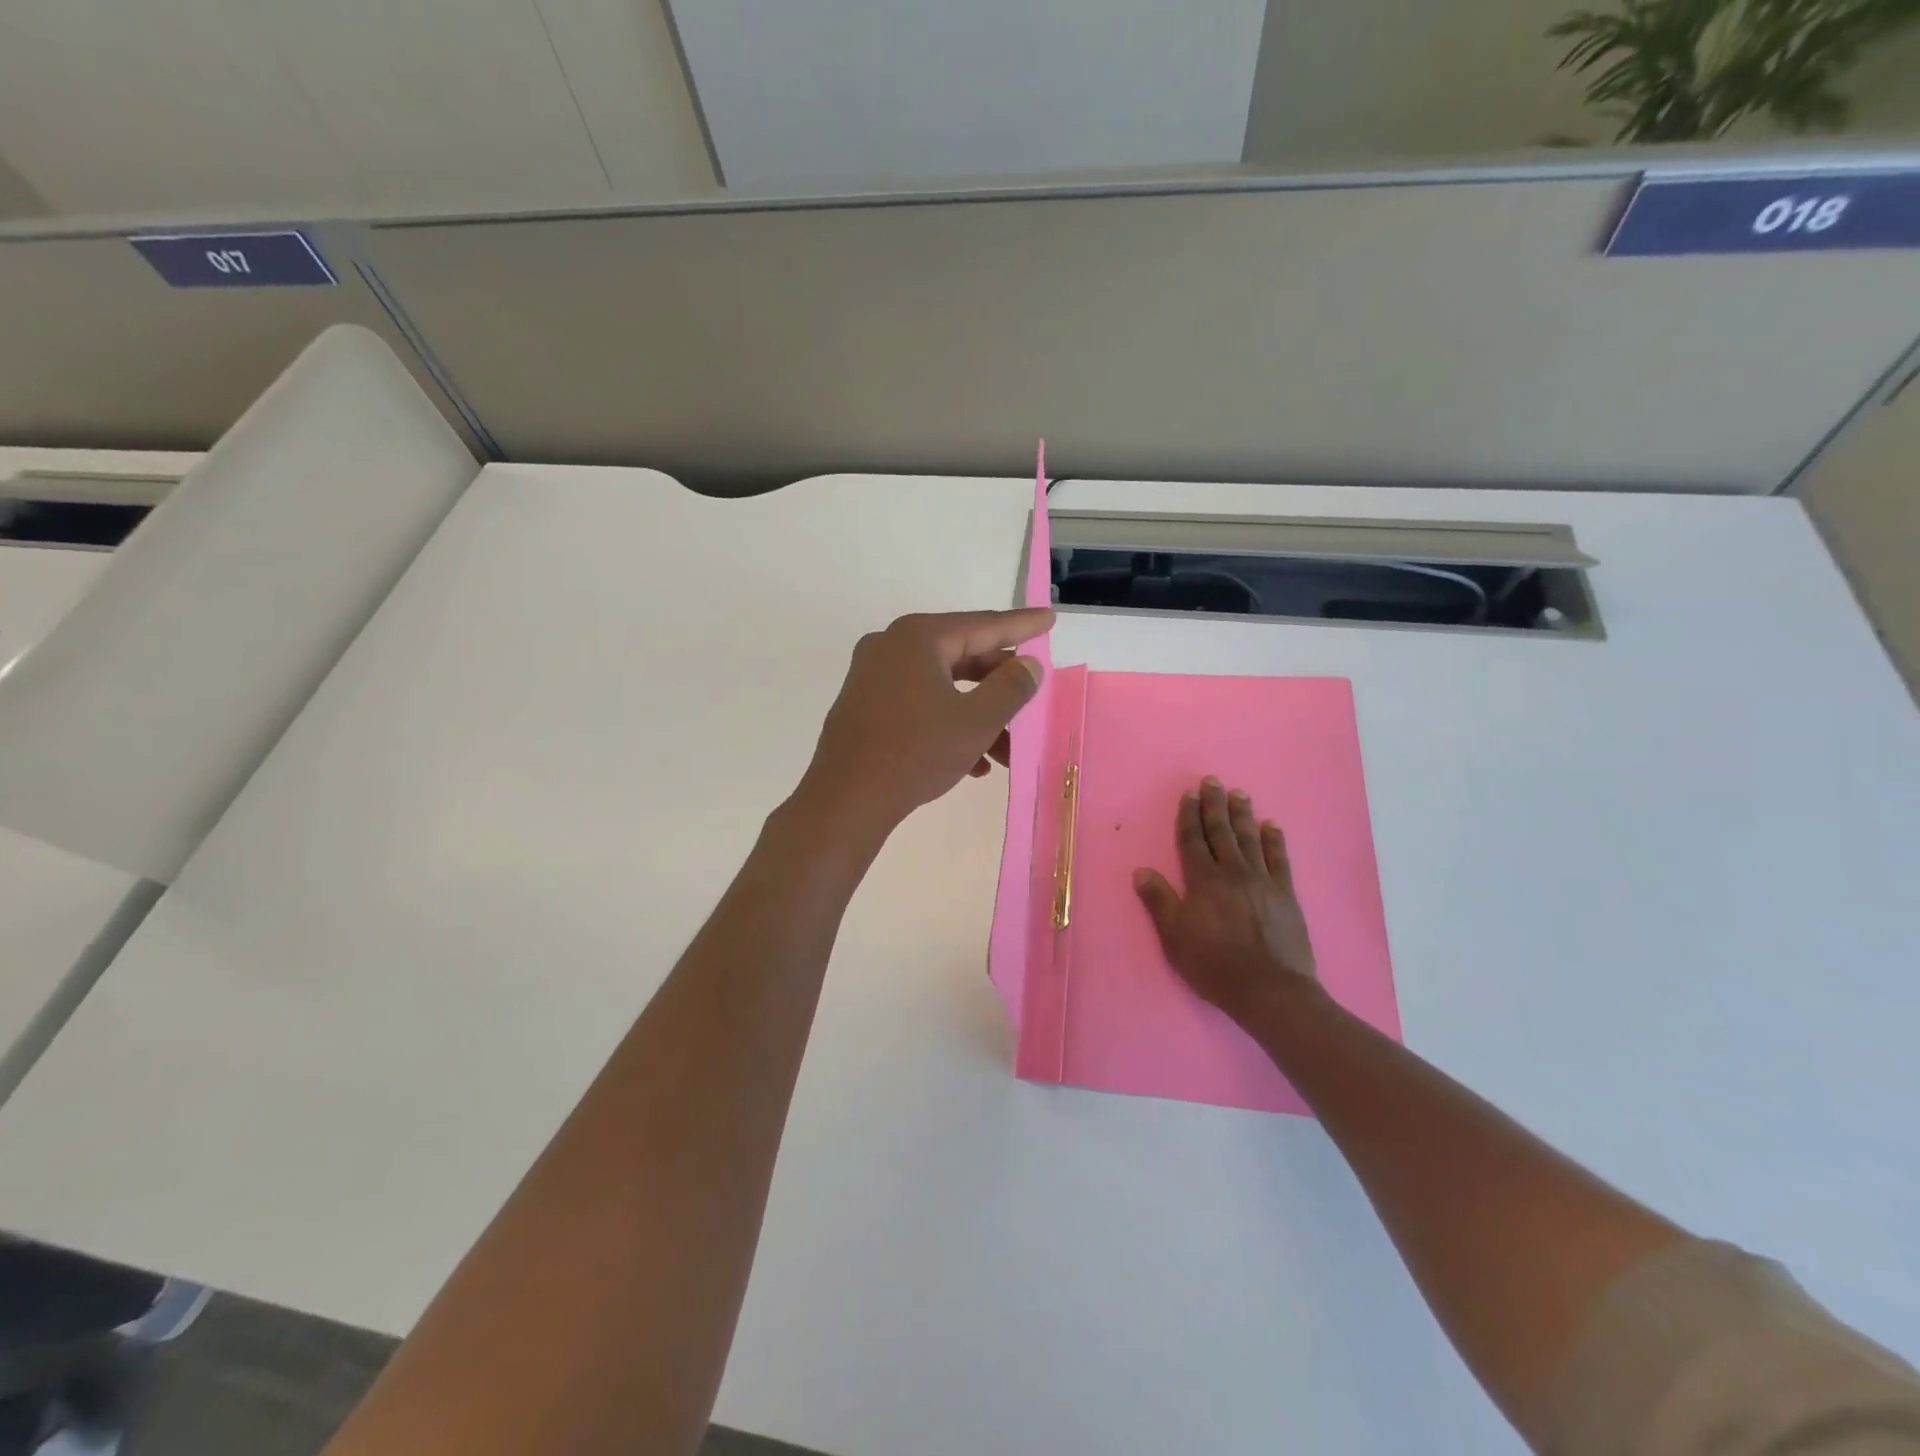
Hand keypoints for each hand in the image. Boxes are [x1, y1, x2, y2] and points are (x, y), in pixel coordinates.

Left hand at [794, 608, 1052, 841]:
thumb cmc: (916, 752)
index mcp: (918, 637)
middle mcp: (891, 646)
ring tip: (1006, 752)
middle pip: (961, 655)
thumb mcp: (976, 721)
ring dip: (977, 714)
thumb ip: (1011, 687)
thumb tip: (1028, 665)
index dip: (1021, 625)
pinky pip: (917, 704)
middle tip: (1030, 697)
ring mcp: (872, 676)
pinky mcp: (864, 705)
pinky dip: (947, 724)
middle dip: (999, 686)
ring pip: (941, 686)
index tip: (1049, 618)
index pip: (982, 625)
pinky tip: (973, 764)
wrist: (846, 800)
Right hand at [1134, 777, 1319, 1027]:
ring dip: (1243, 815)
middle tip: (1213, 781)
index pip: (1193, 840)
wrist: (1270, 990)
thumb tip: (1141, 871)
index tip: (1190, 794)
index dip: (1189, 816)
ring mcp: (1263, 881)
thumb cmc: (1215, 965)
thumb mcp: (1175, 937)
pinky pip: (1279, 859)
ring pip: (1250, 839)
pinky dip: (1274, 840)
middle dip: (1215, 805)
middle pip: (1221, 832)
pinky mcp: (1286, 894)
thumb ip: (1159, 901)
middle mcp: (1233, 872)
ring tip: (1240, 794)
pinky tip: (1271, 826)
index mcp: (1203, 881)